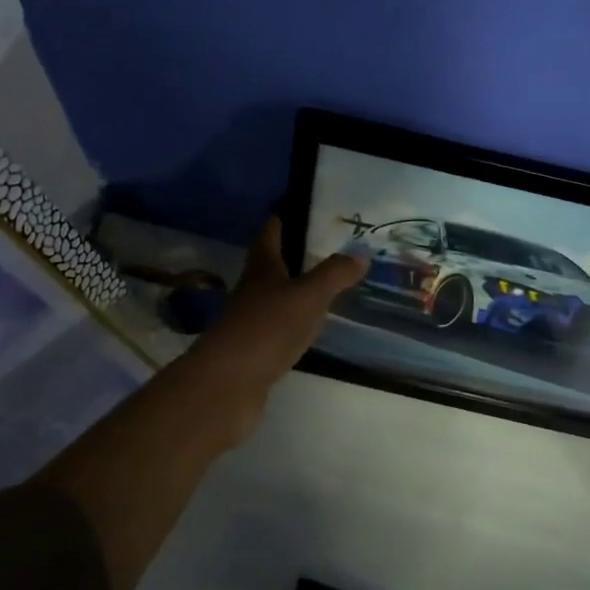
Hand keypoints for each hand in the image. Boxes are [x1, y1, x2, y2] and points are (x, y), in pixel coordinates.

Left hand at [192, 217, 368, 399]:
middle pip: (272, 263)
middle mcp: (252, 288)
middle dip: (296, 253)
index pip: (271, 231)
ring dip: (297, 288)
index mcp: (262, 267)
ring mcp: (250, 320)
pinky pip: (278, 326)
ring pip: (276, 295)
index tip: (303, 205)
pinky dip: (295, 321)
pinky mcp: (254, 349)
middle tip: (330, 245)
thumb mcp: (308, 296)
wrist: (228, 384)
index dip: (284, 216)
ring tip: (328, 283)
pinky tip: (313, 325)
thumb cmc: (267, 328)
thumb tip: (361, 253)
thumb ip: (334, 274)